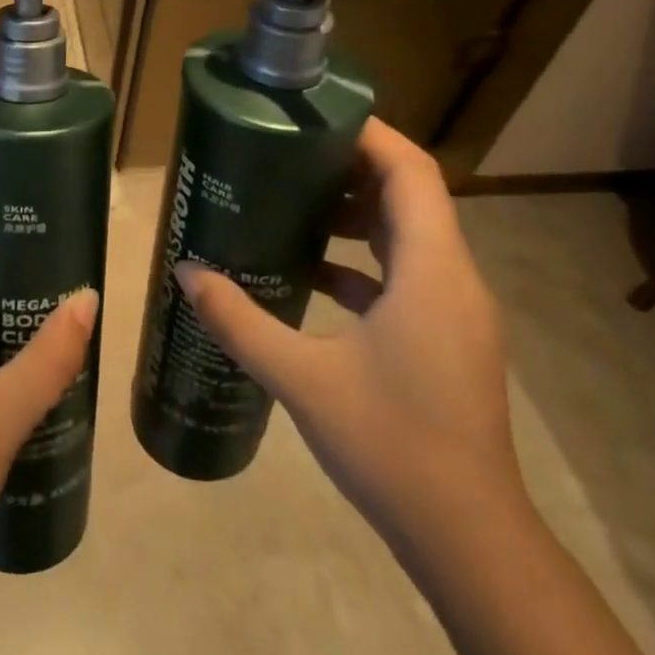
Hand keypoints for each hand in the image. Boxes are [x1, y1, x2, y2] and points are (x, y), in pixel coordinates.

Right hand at [176, 118, 521, 550]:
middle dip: (351, 167)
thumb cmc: (392, 443)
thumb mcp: (302, 377)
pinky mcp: (445, 336)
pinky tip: (310, 273)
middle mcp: (453, 278)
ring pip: (408, 235)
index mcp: (431, 271)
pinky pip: (404, 274)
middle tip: (288, 155)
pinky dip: (362, 260)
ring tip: (292, 202)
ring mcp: (454, 310)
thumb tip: (187, 273)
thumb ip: (240, 321)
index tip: (314, 118)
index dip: (369, 134)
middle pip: (409, 195)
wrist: (467, 536)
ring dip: (356, 213)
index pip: (411, 171)